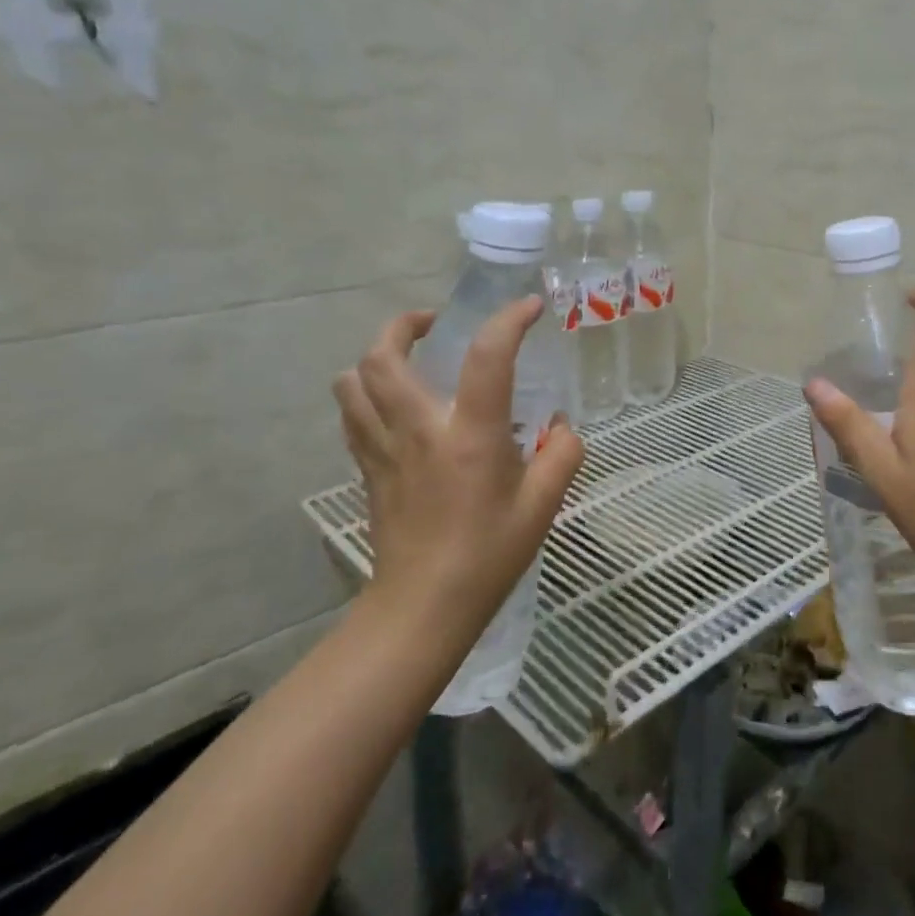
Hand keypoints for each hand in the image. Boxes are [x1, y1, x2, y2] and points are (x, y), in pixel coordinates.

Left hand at [332, 298, 583, 650]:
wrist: (423, 607)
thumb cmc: (489, 554)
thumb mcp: (543, 505)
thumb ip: (563, 453)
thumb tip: (560, 426)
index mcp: (469, 436)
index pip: (487, 357)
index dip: (510, 321)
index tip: (530, 308)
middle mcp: (418, 430)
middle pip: (382, 357)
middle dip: (404, 325)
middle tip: (435, 325)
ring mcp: (384, 449)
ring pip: (352, 382)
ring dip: (376, 358)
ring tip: (407, 359)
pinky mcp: (368, 469)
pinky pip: (352, 415)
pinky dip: (365, 394)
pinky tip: (392, 405)